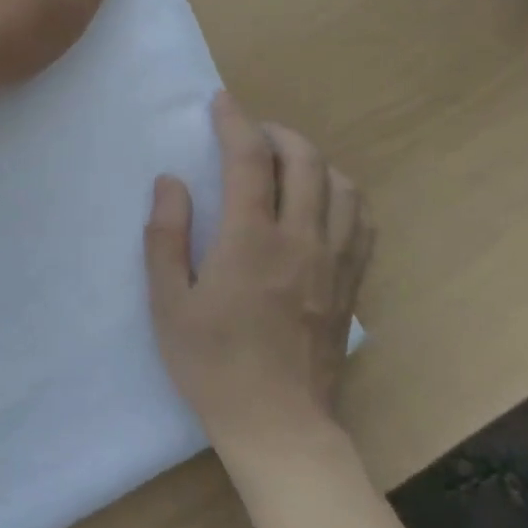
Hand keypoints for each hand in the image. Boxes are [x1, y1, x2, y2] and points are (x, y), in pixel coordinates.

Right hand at [145, 93, 372, 461]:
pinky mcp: (352, 284)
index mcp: (250, 240)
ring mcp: (335, 261)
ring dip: (314, 160)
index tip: (220, 102)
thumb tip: (171, 182)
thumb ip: (165, 236)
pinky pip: (362, 221)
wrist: (279, 426)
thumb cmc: (213, 365)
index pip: (250, 158)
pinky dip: (344, 195)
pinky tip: (324, 202)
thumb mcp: (168, 304)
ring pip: (342, 185)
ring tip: (287, 163)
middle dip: (277, 131)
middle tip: (250, 132)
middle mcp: (301, 239)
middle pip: (305, 159)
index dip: (234, 120)